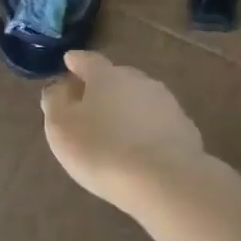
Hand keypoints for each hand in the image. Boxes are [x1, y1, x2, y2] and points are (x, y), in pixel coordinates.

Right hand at [41, 51, 204, 206]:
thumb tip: (60, 87)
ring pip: (139, 100)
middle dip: (102, 87)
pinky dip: (145, 129)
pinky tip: (139, 148)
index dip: (76, 62)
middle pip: (116, 78)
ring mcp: (166, 103)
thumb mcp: (61, 127)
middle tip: (89, 104)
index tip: (69, 61)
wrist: (161, 179)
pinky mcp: (184, 128)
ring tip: (115, 130)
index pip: (88, 61)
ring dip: (126, 109)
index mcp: (106, 76)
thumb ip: (56, 102)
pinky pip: (157, 123)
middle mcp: (139, 81)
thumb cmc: (100, 150)